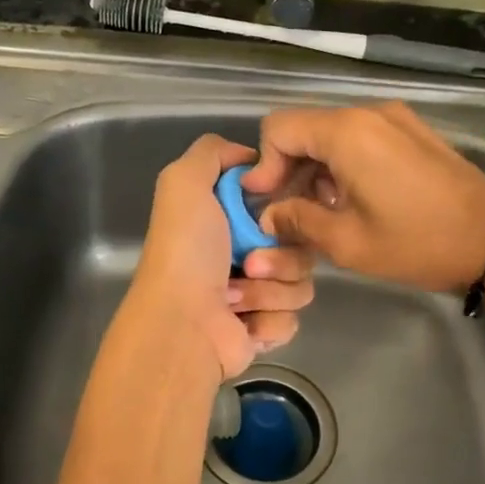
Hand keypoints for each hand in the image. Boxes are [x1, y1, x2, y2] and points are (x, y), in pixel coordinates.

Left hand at [124, 134, 316, 379]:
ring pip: (301, 283)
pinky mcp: (263, 331)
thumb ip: (212, 152)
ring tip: (235, 296)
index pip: (280, 208)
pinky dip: (269, 319)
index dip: (284, 209)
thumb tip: (249, 158)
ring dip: (271, 289)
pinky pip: (293, 317)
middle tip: (251, 262)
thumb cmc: (186, 251)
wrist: (183, 323)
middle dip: (281, 254)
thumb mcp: (184, 182)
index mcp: (225, 223)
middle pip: (299, 246)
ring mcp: (254, 296)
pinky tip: (242, 321)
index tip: (273, 215)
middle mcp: (241, 257)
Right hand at [243, 102, 484, 293]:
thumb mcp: (346, 241)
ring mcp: (395, 119)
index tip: (264, 201)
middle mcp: (369, 113)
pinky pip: (361, 138)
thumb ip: (297, 220)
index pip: (279, 128)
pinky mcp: (413, 132)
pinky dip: (342, 163)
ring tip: (320, 211)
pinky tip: (351, 199)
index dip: (264, 164)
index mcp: (347, 133)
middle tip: (287, 211)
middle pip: (305, 128)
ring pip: (332, 133)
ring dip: (315, 168)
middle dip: (287, 168)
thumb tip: (268, 215)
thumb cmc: (416, 243)